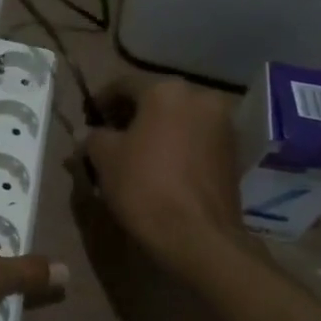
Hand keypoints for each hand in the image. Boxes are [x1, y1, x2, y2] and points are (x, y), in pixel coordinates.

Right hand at [81, 77, 258, 276]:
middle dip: (131, 116)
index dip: (100, 101)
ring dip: (155, 131)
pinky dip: (176, 146)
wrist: (197, 235)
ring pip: (178, 119)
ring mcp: (222, 124)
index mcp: (166, 90)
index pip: (123, 85)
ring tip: (134, 155)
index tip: (88, 120)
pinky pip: (195, 139)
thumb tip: (87, 133)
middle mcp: (200, 97)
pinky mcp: (233, 152)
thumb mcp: (104, 158)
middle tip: (109, 138)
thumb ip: (92, 137)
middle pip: (155, 100)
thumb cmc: (144, 186)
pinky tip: (160, 168)